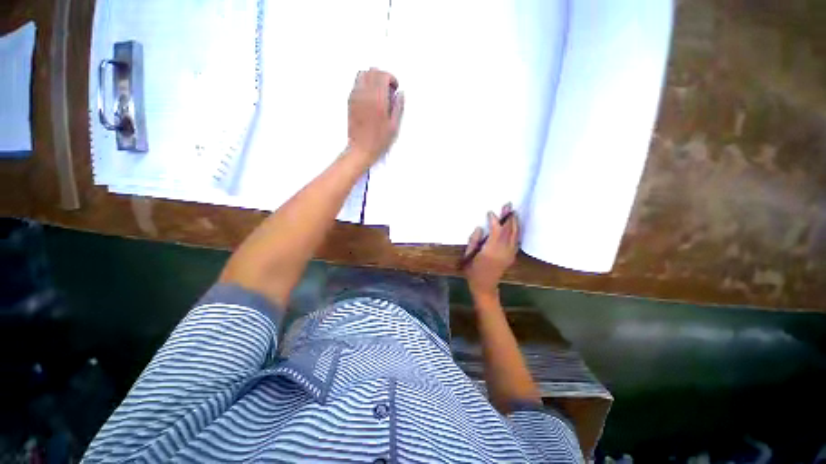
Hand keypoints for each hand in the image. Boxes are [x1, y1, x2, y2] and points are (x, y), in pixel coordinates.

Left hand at [347, 68, 403, 164]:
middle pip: (372, 71)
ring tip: (379, 92)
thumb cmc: (378, 141)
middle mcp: (365, 95)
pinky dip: (364, 84)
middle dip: (382, 76)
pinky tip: (370, 98)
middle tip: (388, 89)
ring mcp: (355, 97)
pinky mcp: (350, 101)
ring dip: (372, 78)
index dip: (391, 78)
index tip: (395, 87)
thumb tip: (400, 94)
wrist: (361, 149)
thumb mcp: (393, 126)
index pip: (382, 75)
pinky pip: (356, 84)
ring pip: (362, 74)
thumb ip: (398, 107)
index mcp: (377, 100)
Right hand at [463, 203, 518, 300]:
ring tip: (513, 212)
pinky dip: (516, 231)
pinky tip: (515, 225)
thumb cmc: (472, 272)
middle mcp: (503, 252)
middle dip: (508, 217)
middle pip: (508, 231)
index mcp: (490, 252)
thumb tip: (480, 228)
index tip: (490, 212)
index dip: (494, 221)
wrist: (485, 286)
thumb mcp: (468, 256)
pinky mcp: (512, 256)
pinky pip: (516, 240)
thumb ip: (474, 241)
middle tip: (508, 205)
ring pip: (515, 235)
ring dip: (514, 222)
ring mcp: (509, 254)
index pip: (496, 232)